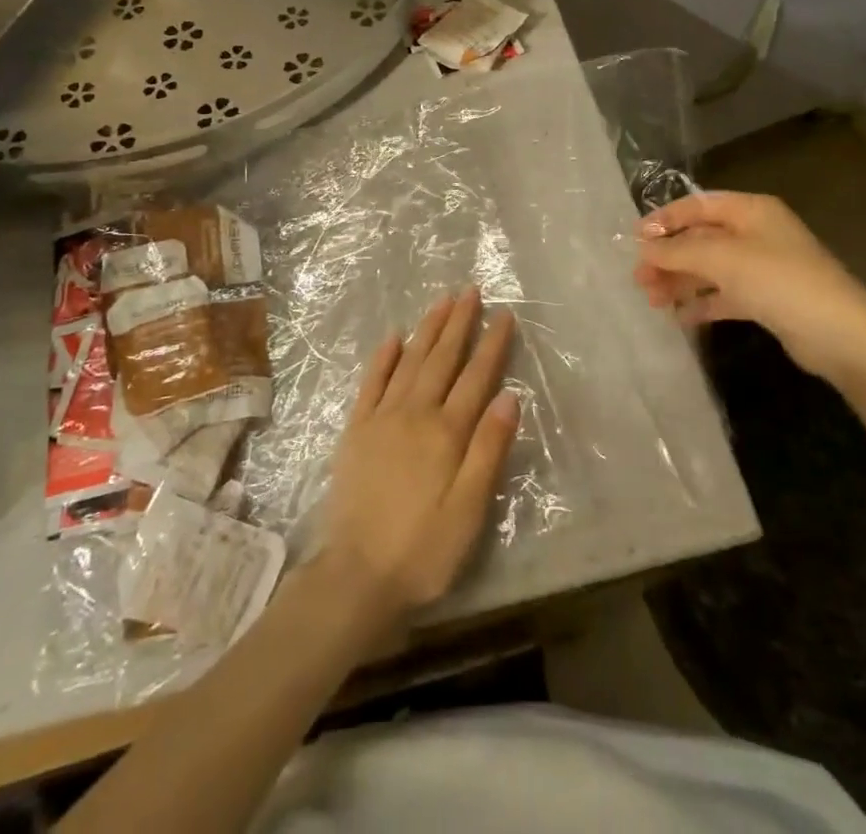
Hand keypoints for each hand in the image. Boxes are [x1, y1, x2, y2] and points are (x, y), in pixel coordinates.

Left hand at [318, 287, 518, 622]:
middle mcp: (415, 414)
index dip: (492, 345)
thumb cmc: (424, 550)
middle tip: (470, 290)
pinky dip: (384, 357)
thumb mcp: (470, 510)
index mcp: (447, 433)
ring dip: (427, 329)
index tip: (503, 314)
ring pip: (410, 361)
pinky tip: (393, 337)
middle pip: (442, 359)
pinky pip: (371, 382)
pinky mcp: (356, 430)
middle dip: (459, 322)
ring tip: (441, 301)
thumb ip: (489, 449)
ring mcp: (381, 418)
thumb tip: (509, 396)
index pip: (476, 377)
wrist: (356, 576)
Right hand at [634, 191, 865, 384]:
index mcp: (750, 210)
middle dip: (668, 256)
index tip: (634, 240)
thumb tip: (644, 246)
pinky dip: (701, 302)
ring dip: (680, 281)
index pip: (697, 205)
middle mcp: (755, 233)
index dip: (664, 219)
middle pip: (700, 238)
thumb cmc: (779, 281)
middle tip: (639, 278)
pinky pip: (724, 295)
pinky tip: (681, 317)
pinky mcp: (766, 300)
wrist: (841, 335)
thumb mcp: (722, 258)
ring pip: (709, 268)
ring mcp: (762, 267)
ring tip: (652, 300)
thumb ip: (678, 250)